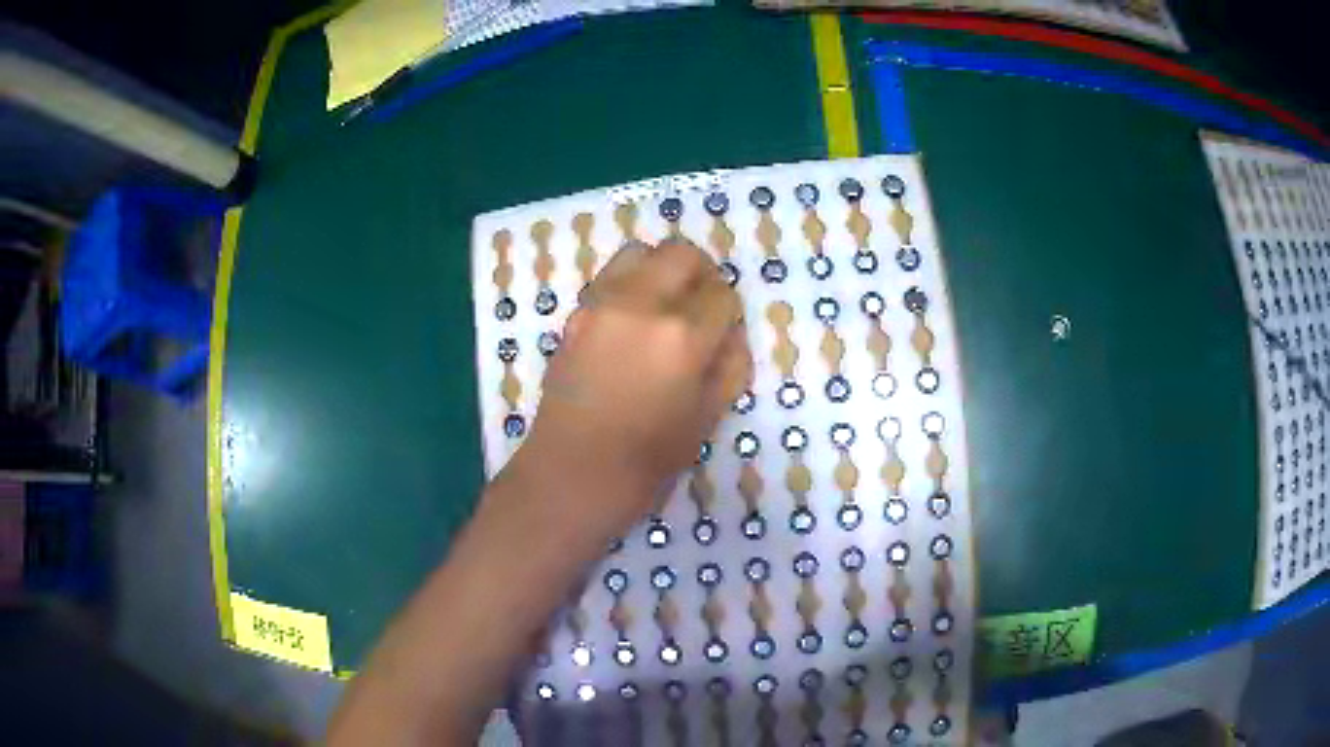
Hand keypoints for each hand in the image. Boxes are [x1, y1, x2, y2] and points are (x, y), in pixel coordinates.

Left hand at [512, 237, 751, 537]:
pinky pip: (610, 277)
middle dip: (702, 274)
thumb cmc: (648, 458)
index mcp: (682, 335)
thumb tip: (731, 331)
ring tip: (665, 306)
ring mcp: (601, 304)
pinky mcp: (576, 313)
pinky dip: (630, 284)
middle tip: (702, 306)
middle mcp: (641, 304)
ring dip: (662, 270)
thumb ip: (731, 365)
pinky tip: (632, 322)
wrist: (574, 471)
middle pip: (682, 254)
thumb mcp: (709, 418)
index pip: (722, 294)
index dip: (729, 313)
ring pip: (640, 253)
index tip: (724, 332)